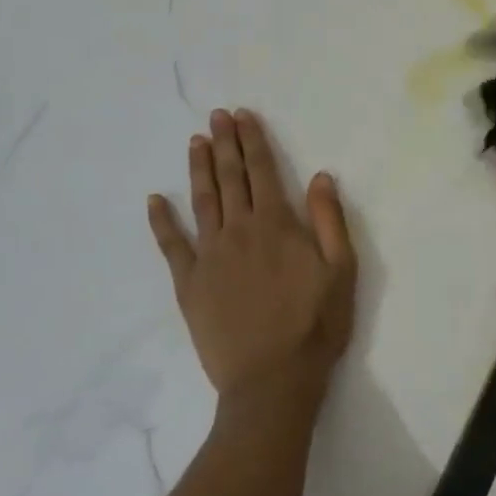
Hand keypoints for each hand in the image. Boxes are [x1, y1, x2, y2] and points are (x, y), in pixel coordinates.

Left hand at [148, 109, 357, 431]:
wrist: (272, 379)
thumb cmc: (315, 326)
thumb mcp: (342, 272)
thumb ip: (330, 220)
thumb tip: (320, 176)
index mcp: (277, 225)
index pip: (263, 171)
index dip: (253, 141)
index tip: (242, 117)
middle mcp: (239, 230)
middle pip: (231, 177)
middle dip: (225, 143)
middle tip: (216, 116)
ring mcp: (210, 255)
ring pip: (202, 201)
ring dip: (199, 169)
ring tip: (195, 142)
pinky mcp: (189, 283)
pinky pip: (171, 245)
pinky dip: (161, 221)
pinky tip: (154, 200)